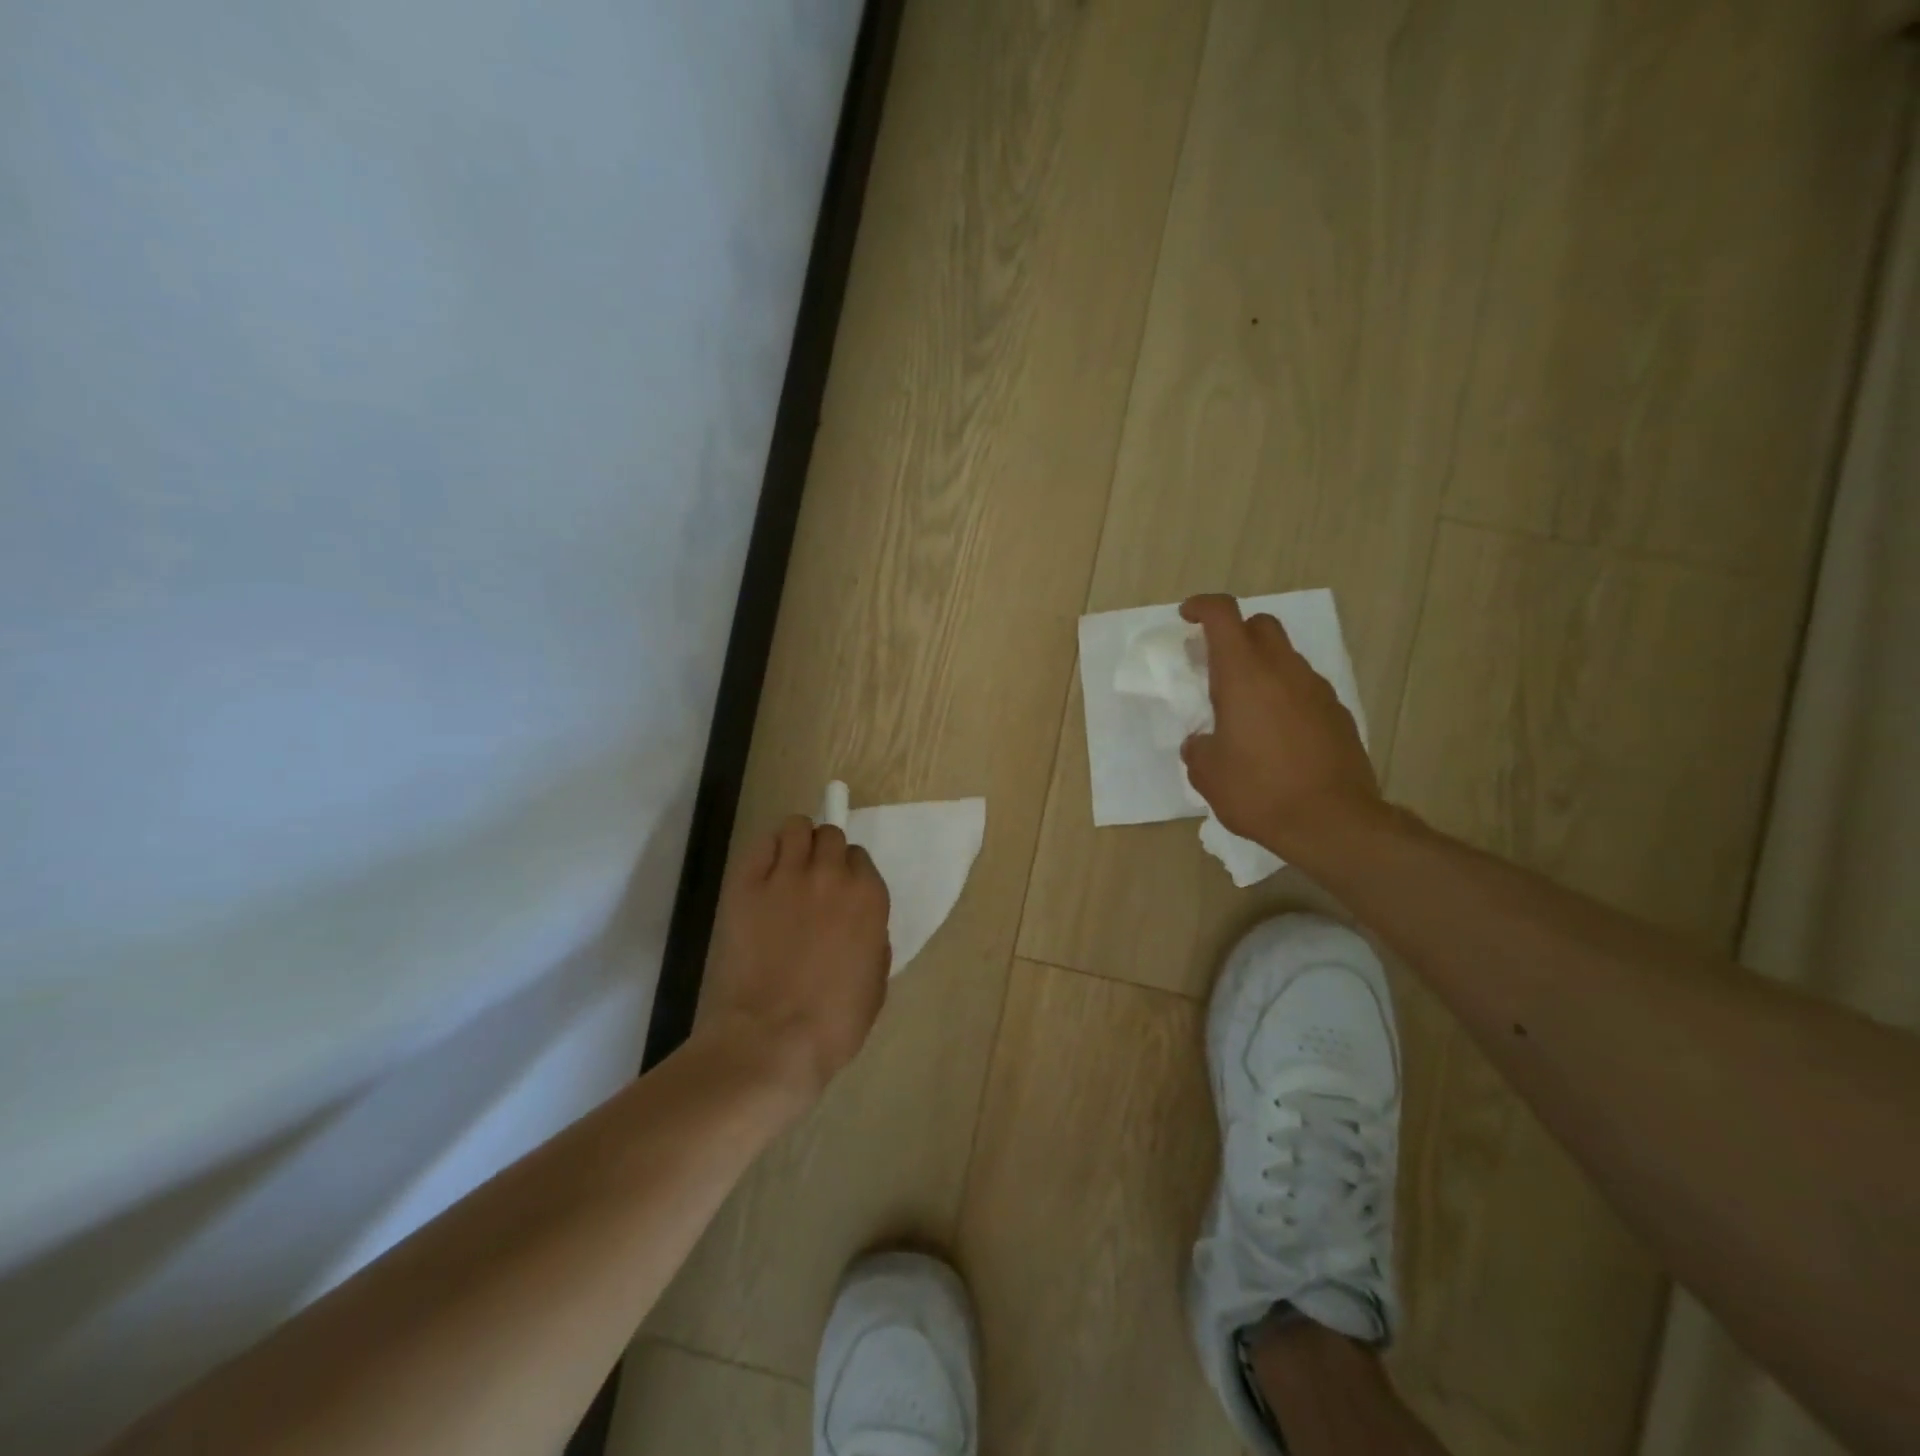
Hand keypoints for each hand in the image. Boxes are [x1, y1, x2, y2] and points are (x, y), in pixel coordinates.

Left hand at [693, 816, 891, 1105]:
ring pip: (796, 827)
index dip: (849, 875)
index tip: (839, 894)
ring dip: (797, 841)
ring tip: (788, 868)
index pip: (860, 859)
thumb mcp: (876, 981)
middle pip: (830, 836)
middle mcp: (831, 875)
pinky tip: (764, 872)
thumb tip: (860, 925)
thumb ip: (873, 940)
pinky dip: (766, 850)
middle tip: (813, 880)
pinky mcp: (746, 885)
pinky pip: (761, 844)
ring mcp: (786, 876)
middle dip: (824, 853)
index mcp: (868, 897)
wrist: (771, 1039)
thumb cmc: (834, 1023)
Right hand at [1179, 594, 1383, 857]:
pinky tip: (1276, 733)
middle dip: (1236, 633)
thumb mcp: (1207, 773)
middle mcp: (1284, 671)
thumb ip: (1199, 747)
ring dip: (1262, 667)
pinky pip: (1304, 689)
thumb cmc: (1259, 791)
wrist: (1333, 822)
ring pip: (1286, 658)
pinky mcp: (1338, 713)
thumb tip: (1203, 742)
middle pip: (1261, 625)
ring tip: (1245, 708)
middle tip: (1216, 664)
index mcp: (1244, 675)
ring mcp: (1317, 690)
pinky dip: (1285, 695)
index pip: (1223, 615)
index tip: (1187, 617)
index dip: (1202, 607)